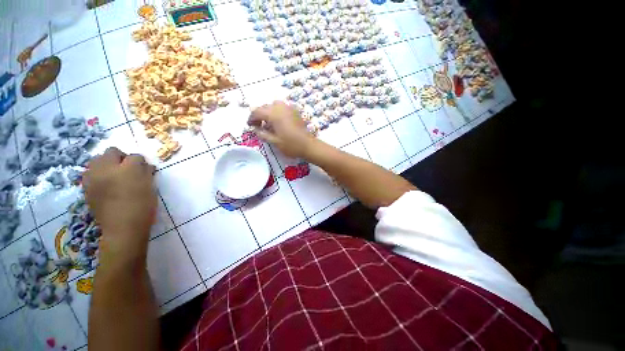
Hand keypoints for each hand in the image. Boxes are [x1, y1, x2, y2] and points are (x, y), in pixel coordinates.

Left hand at [83, 148, 156, 255]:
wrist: (123, 228)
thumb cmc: (142, 207)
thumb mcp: (150, 188)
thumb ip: (147, 173)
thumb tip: (145, 167)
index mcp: (128, 170)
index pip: (135, 156)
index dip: (141, 162)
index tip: (144, 169)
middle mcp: (108, 169)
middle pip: (112, 152)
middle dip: (121, 158)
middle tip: (128, 169)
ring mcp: (93, 177)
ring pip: (97, 159)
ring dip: (107, 164)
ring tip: (114, 175)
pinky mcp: (86, 187)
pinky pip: (90, 172)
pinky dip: (97, 173)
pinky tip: (105, 183)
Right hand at [248, 101, 315, 158]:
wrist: (308, 145)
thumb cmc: (291, 145)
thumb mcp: (274, 141)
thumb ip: (262, 134)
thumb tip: (255, 129)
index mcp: (274, 114)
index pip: (257, 111)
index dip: (251, 118)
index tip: (249, 125)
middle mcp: (281, 108)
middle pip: (265, 107)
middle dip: (259, 114)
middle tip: (258, 125)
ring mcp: (289, 108)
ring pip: (274, 105)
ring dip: (268, 111)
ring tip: (268, 122)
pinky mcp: (295, 111)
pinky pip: (282, 107)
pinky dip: (277, 111)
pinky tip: (278, 121)